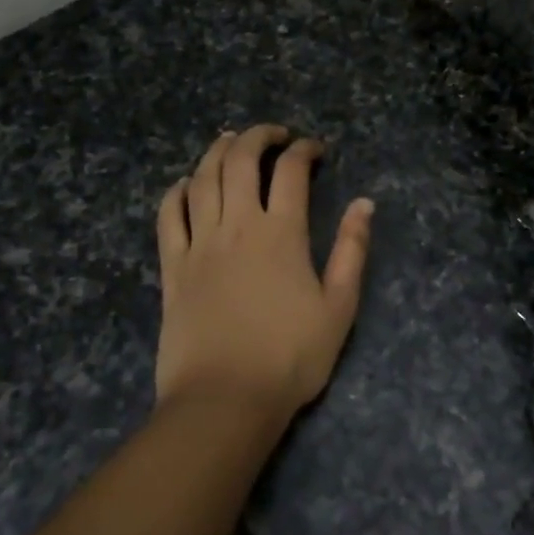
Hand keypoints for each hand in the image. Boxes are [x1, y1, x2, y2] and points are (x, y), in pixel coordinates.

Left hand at [154, 125, 373, 419]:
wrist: (225, 400)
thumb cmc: (290, 358)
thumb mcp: (339, 307)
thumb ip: (353, 251)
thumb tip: (364, 204)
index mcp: (282, 233)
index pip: (291, 171)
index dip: (304, 150)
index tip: (315, 149)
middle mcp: (237, 226)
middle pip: (240, 161)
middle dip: (258, 136)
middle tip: (273, 134)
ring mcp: (200, 244)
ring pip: (203, 179)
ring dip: (216, 152)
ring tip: (228, 140)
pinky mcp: (172, 267)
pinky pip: (168, 216)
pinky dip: (177, 191)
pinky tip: (186, 184)